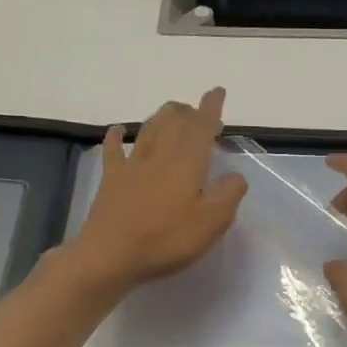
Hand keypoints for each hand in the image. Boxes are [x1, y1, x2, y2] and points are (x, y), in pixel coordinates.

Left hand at [71, 88, 247, 290]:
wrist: (110, 255)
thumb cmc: (167, 239)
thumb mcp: (212, 222)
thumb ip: (229, 194)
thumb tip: (236, 176)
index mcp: (188, 162)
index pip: (202, 127)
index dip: (211, 108)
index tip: (217, 92)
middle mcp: (160, 154)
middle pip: (174, 121)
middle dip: (189, 111)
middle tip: (198, 111)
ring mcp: (133, 165)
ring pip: (149, 128)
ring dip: (163, 116)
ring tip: (173, 112)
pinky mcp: (112, 179)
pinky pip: (114, 149)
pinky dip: (118, 135)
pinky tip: (119, 129)